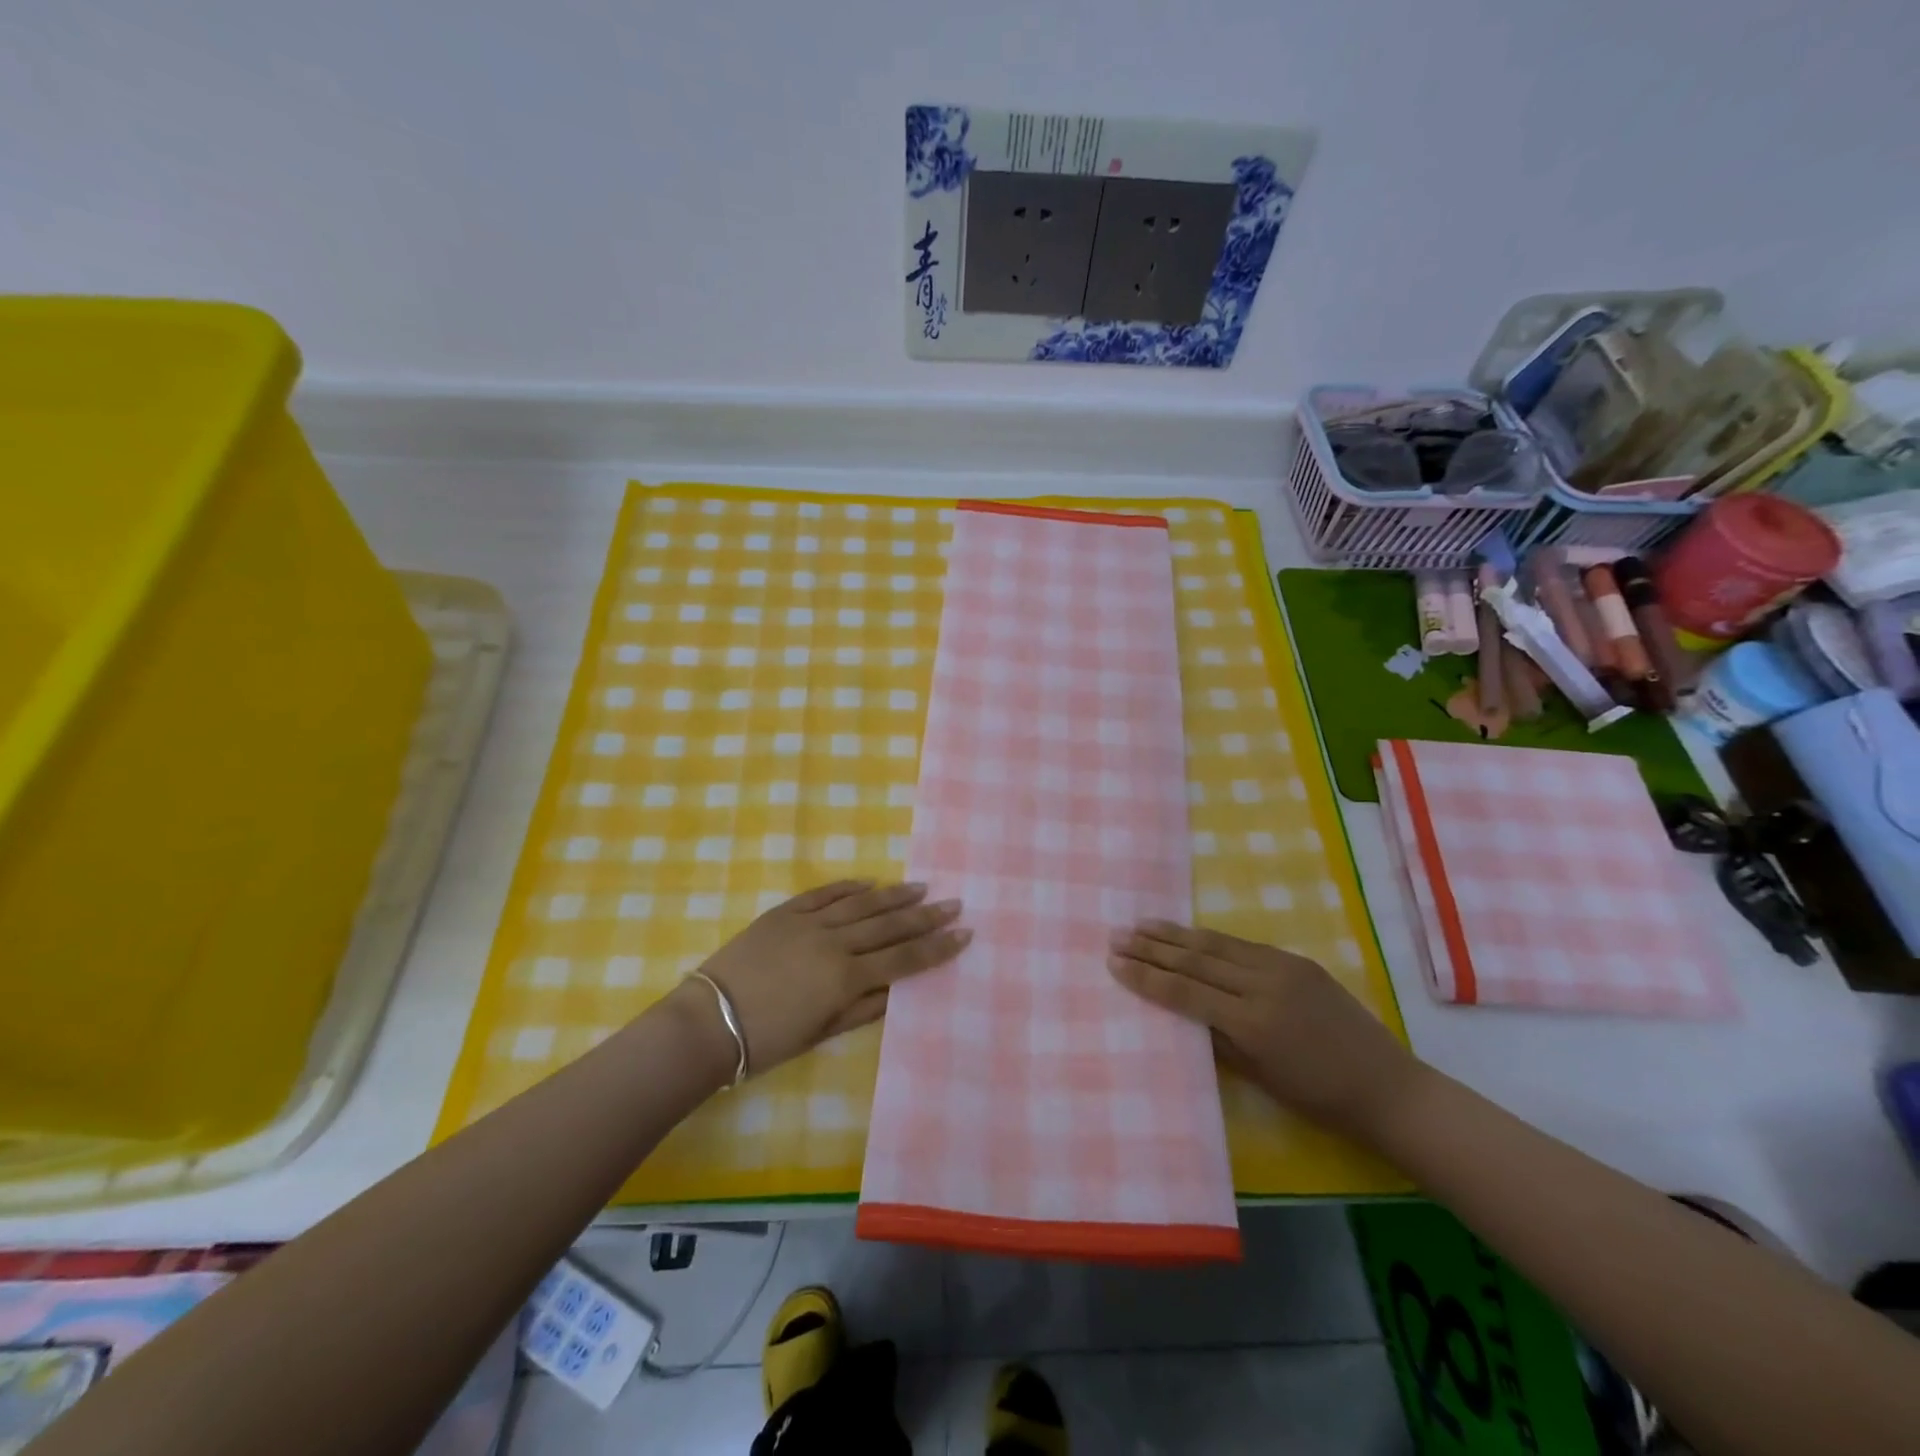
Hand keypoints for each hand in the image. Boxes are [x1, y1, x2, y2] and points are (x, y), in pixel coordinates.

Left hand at [686, 880, 968, 1079]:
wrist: (709, 1021)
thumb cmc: (768, 1040)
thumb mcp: (821, 1033)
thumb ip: (862, 1009)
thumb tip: (898, 990)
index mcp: (846, 977)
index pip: (904, 959)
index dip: (937, 947)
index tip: (964, 933)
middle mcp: (835, 943)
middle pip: (889, 925)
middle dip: (925, 915)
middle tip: (954, 902)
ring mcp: (809, 923)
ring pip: (861, 904)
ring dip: (894, 895)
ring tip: (921, 887)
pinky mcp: (785, 913)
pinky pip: (823, 893)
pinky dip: (848, 887)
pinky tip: (868, 882)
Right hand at [1107, 921, 1422, 1141]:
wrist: (1387, 1086)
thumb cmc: (1319, 1098)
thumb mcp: (1259, 1076)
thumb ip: (1218, 1037)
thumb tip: (1182, 1009)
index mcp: (1253, 1023)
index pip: (1186, 991)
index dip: (1147, 976)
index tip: (1114, 962)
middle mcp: (1264, 985)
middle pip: (1196, 959)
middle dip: (1152, 947)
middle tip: (1117, 935)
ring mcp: (1282, 967)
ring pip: (1216, 944)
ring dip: (1175, 934)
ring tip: (1141, 924)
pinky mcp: (1296, 960)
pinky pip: (1242, 945)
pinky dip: (1208, 939)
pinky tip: (1188, 934)